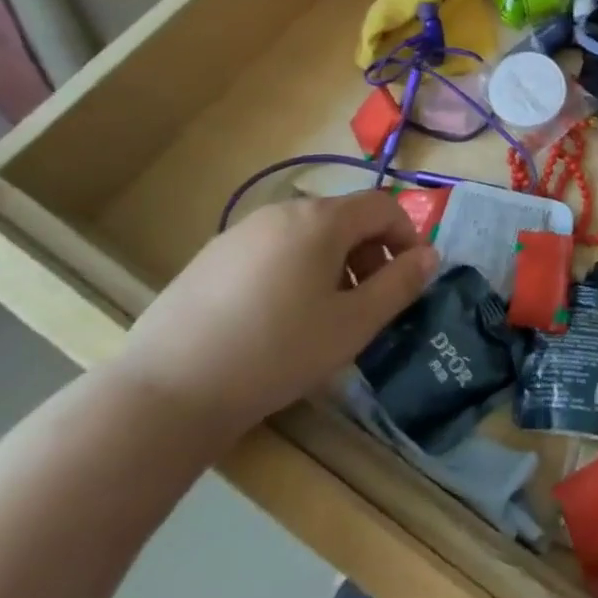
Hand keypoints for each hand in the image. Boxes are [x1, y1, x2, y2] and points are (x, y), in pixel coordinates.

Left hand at [111, 193, 437, 446]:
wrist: (167, 392)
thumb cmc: (277, 353)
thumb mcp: (354, 324)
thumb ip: (400, 284)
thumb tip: (430, 255)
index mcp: (321, 220)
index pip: (383, 206)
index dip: (407, 235)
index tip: (409, 276)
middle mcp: (282, 212)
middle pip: (345, 218)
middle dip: (369, 253)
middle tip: (368, 303)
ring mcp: (240, 232)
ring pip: (307, 235)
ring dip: (333, 263)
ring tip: (323, 315)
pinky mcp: (210, 258)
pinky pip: (272, 250)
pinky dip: (293, 270)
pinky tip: (275, 320)